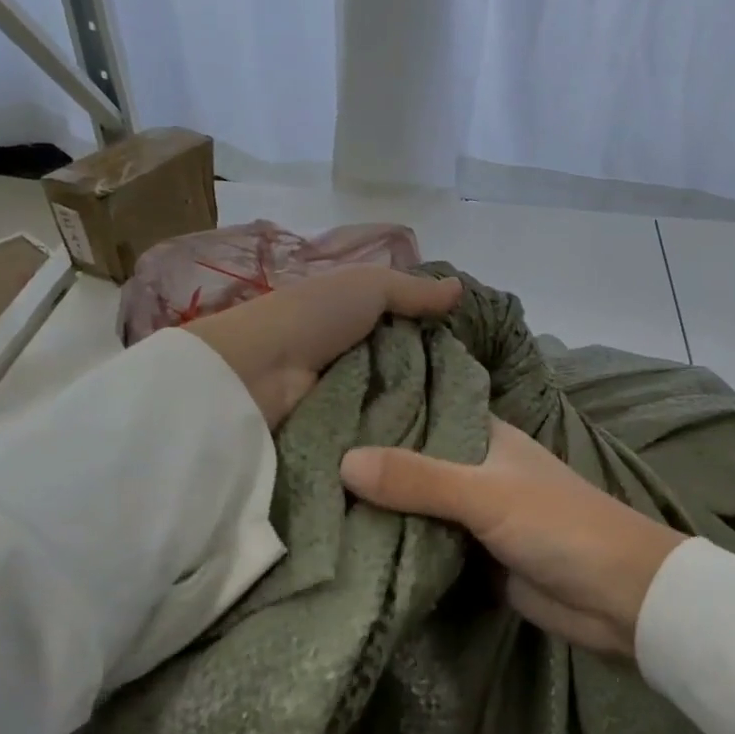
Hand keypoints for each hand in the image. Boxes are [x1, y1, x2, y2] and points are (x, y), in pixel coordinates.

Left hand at [184, 267, 460, 427]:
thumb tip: (460, 288)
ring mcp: (347, 400)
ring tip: (468, 426)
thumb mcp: (367, 286)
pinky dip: (403, 441)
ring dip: (426, 415)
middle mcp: (354, 360)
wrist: (254, 374)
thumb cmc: (312, 317)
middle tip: (480, 397)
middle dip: (440, 383)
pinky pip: (382, 438)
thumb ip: (413, 290)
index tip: (479, 354)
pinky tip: (439, 447)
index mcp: (357, 322)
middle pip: (410, 373)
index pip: (410, 332)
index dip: (440, 339)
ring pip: (401, 408)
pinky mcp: (342, 437)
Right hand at [339, 420, 685, 657]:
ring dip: (378, 509)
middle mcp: (475, 468)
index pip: (423, 409)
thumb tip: (343, 461)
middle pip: (412, 461)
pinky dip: (396, 546)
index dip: (380, 407)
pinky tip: (345, 547)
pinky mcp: (473, 557)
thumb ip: (419, 479)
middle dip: (368, 465)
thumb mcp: (487, 495)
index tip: (319, 404)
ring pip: (416, 505)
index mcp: (485, 436)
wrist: (616, 596)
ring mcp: (474, 515)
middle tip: (296, 460)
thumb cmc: (559, 525)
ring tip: (305, 501)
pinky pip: (426, 545)